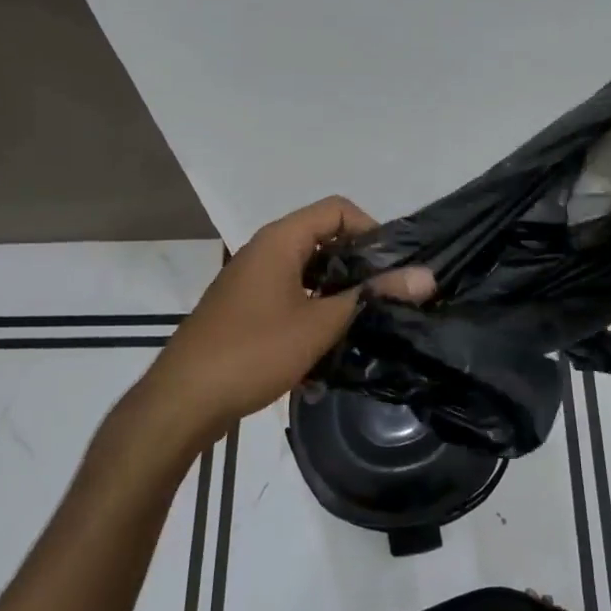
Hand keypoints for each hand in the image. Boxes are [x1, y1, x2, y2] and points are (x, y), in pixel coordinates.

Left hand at [142, 196, 433, 441]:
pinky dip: (312, 315)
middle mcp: (265, 251)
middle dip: (358, 267)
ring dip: (336, 296)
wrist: (183, 400)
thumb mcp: (321, 324)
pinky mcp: (246, 310)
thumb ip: (372, 296)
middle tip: (386, 298)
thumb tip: (427, 275)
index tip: (393, 268)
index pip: (337, 209)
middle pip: (324, 240)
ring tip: (363, 327)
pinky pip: (290, 299)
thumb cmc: (254, 351)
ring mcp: (252, 281)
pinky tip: (326, 354)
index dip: (372, 230)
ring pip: (308, 274)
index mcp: (280, 240)